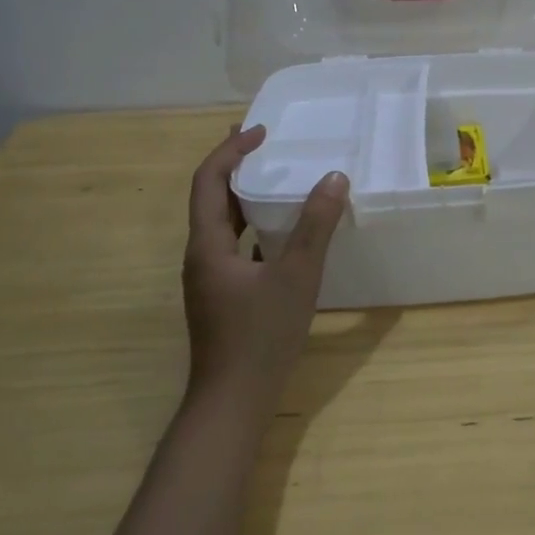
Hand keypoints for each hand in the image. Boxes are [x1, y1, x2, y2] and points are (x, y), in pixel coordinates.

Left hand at [183, 125, 349, 403]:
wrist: (232, 403)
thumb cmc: (260, 337)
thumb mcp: (297, 277)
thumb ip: (316, 227)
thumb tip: (334, 178)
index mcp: (207, 245)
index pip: (208, 181)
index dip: (230, 150)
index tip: (261, 131)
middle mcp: (200, 256)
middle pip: (210, 197)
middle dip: (234, 164)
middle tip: (265, 141)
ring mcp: (209, 277)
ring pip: (221, 222)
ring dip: (243, 193)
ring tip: (272, 175)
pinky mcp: (222, 294)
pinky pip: (234, 243)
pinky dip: (252, 223)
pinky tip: (279, 229)